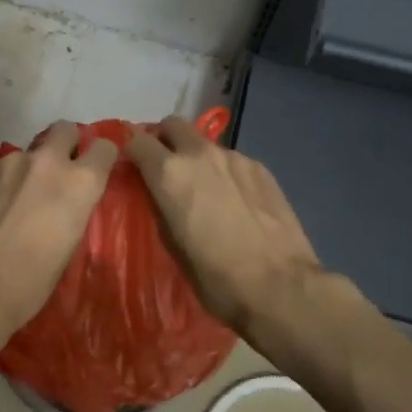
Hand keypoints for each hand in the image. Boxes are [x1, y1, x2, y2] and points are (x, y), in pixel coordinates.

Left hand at [0, 120, 118, 344]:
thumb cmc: (28, 284)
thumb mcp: (67, 249)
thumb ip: (71, 213)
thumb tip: (64, 208)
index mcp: (79, 183)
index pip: (104, 148)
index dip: (101, 157)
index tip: (96, 170)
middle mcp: (46, 162)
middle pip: (64, 129)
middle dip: (66, 144)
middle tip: (59, 172)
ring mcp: (8, 163)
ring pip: (27, 151)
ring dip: (29, 168)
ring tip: (18, 199)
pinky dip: (1, 182)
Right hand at [126, 115, 324, 338]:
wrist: (280, 286)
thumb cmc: (216, 276)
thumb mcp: (171, 245)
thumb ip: (158, 206)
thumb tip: (155, 192)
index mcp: (169, 173)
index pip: (136, 140)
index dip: (131, 152)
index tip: (133, 168)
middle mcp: (200, 153)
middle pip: (173, 125)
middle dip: (164, 140)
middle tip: (166, 168)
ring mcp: (234, 157)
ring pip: (205, 143)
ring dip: (197, 158)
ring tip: (206, 191)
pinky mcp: (260, 167)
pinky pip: (232, 160)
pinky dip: (225, 173)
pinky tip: (236, 202)